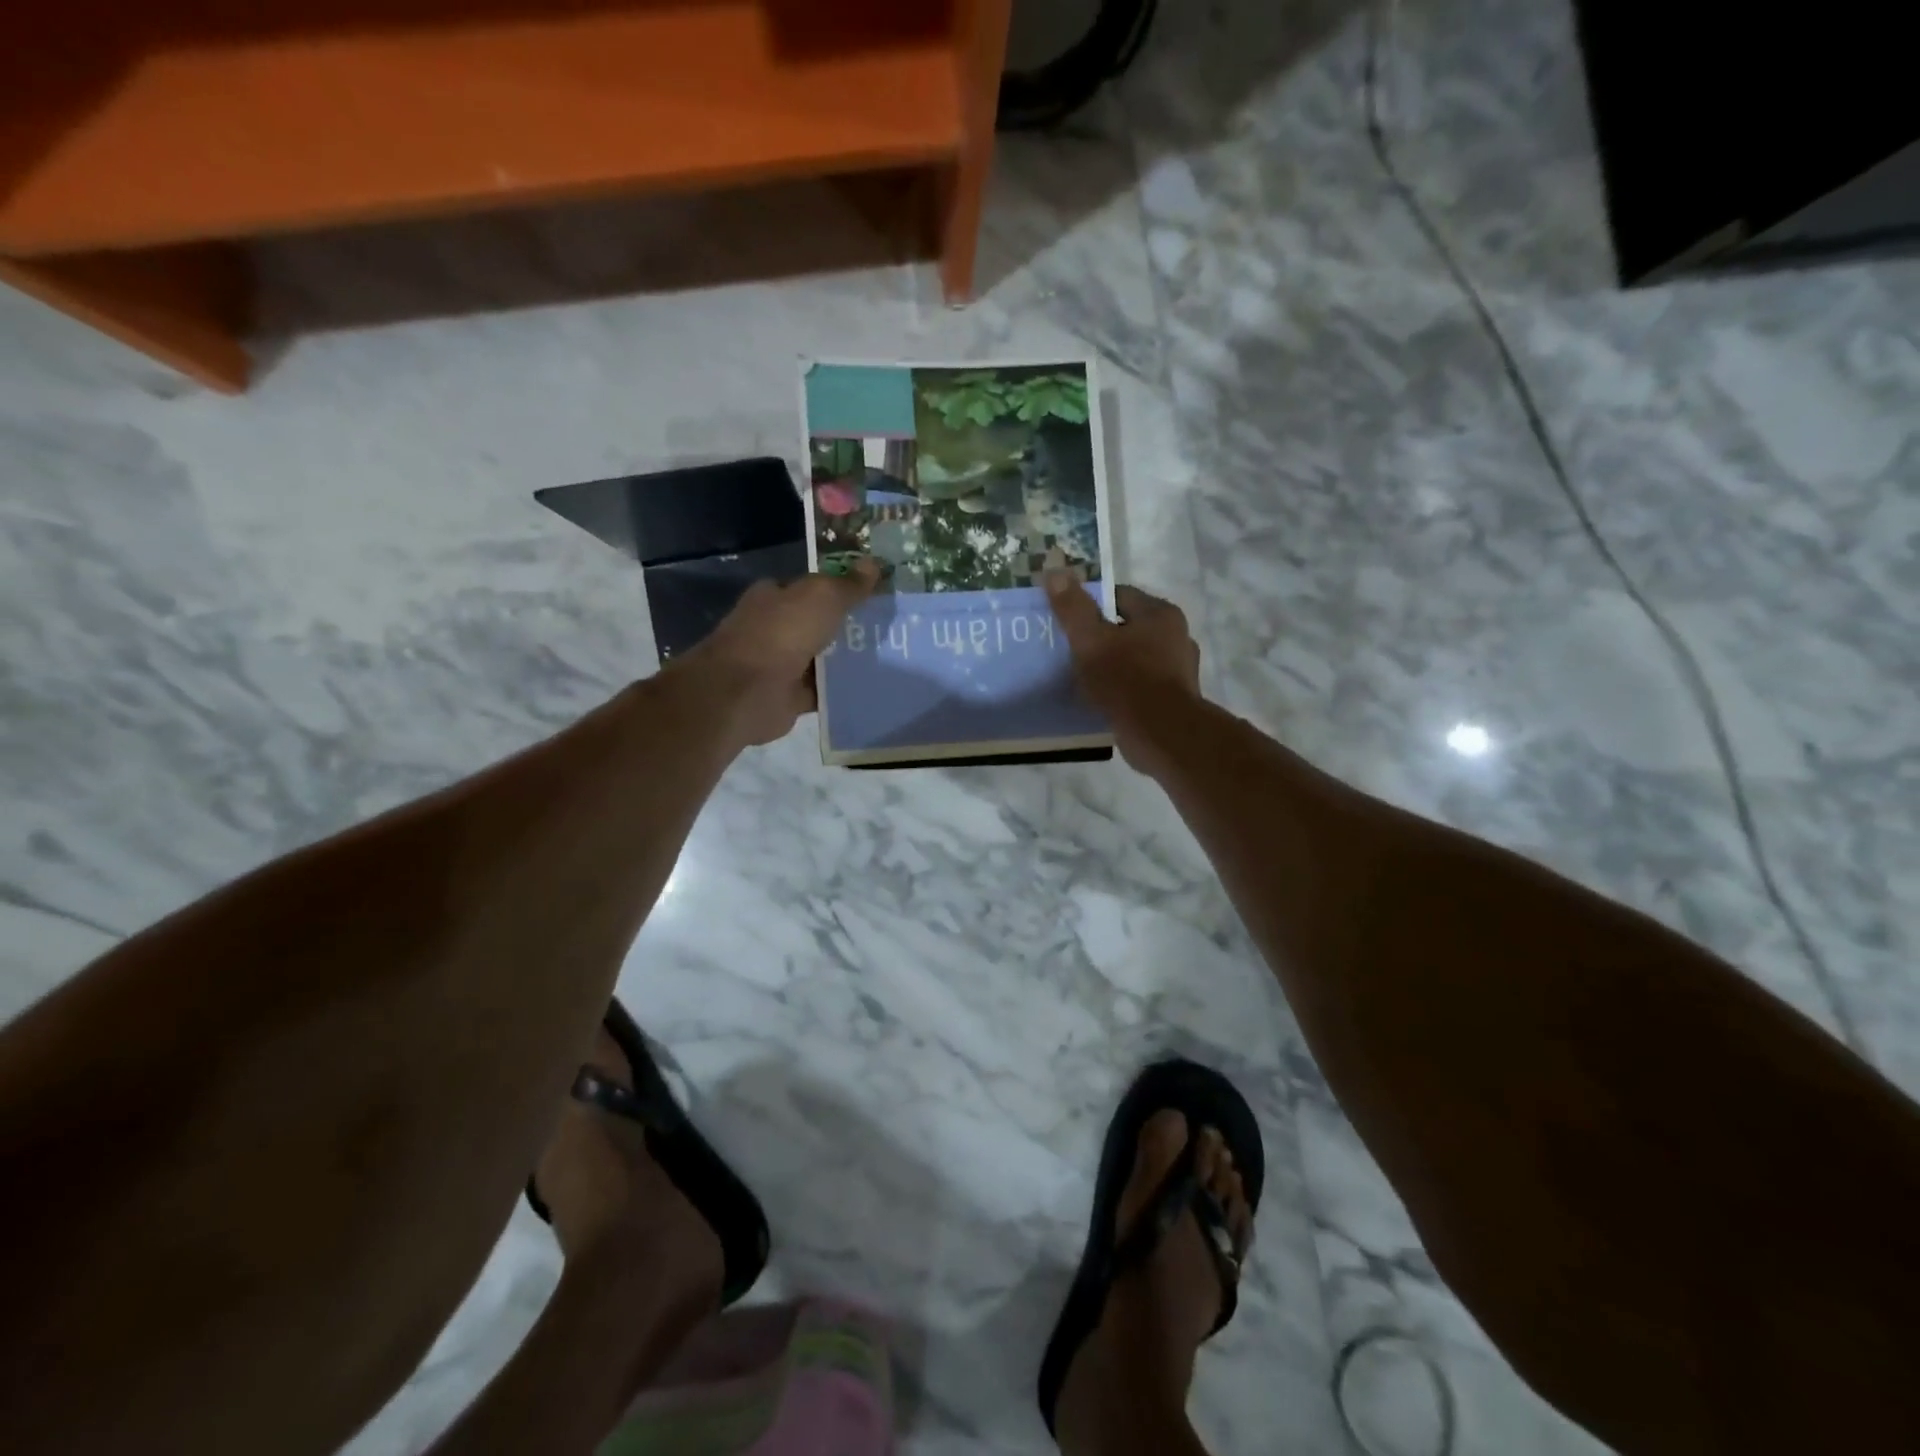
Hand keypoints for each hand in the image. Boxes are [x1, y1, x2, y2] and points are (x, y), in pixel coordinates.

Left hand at [674, 560, 878, 745]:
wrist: (748, 691)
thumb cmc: (782, 633)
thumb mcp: (822, 597)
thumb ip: (848, 584)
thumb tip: (874, 563)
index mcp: (773, 596)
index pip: (809, 586)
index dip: (839, 587)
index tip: (873, 593)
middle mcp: (773, 627)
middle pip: (817, 622)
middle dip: (847, 625)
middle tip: (888, 626)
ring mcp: (779, 663)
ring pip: (821, 658)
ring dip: (846, 660)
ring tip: (888, 656)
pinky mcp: (788, 696)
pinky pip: (822, 690)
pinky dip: (840, 690)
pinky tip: (869, 687)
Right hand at [1045, 571, 1202, 771]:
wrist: (1162, 734)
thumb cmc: (1126, 679)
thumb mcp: (1091, 640)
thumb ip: (1073, 608)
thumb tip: (1055, 571)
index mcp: (1161, 614)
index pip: (1120, 596)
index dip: (1091, 604)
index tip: (1068, 620)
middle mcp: (1177, 636)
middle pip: (1129, 627)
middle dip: (1102, 636)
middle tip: (1072, 649)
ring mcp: (1179, 670)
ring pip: (1136, 657)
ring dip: (1113, 664)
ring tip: (1084, 676)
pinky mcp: (1176, 699)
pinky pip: (1142, 685)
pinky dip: (1123, 688)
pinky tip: (1104, 699)